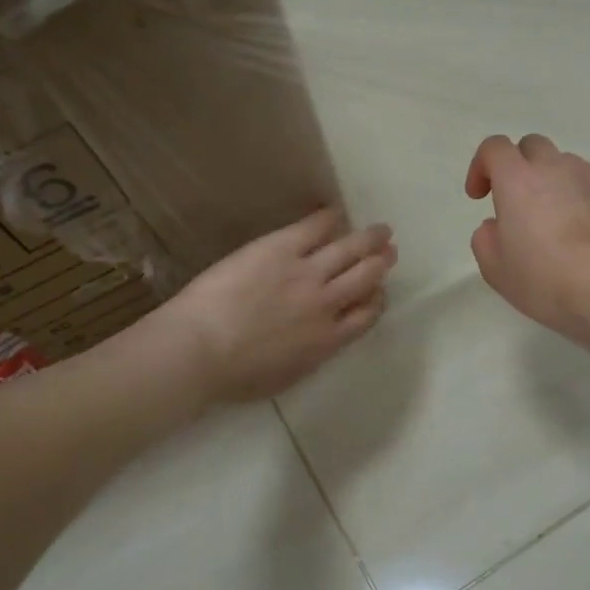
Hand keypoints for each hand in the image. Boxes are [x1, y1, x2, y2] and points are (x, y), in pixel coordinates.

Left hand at [163, 209, 394, 403]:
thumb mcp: (286, 377)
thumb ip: (311, 356)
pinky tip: (336, 212)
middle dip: (381, 264)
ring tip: (381, 230)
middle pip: (366, 278)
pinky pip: (315, 227)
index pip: (367, 315)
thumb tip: (320, 344)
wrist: (200, 350)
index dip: (376, 300)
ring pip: (351, 250)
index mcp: (328, 340)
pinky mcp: (282, 248)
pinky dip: (330, 218)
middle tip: (389, 252)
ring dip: (370, 239)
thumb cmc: (234, 376)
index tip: (377, 292)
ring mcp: (307, 273)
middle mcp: (327, 303)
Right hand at [465, 133, 589, 342]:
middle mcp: (556, 166)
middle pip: (533, 147)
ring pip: (569, 165)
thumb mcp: (495, 270)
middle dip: (521, 168)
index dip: (481, 166)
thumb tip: (497, 224)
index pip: (494, 147)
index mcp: (517, 180)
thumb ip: (485, 238)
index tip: (481, 196)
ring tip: (565, 222)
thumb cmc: (545, 282)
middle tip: (522, 204)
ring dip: (559, 184)